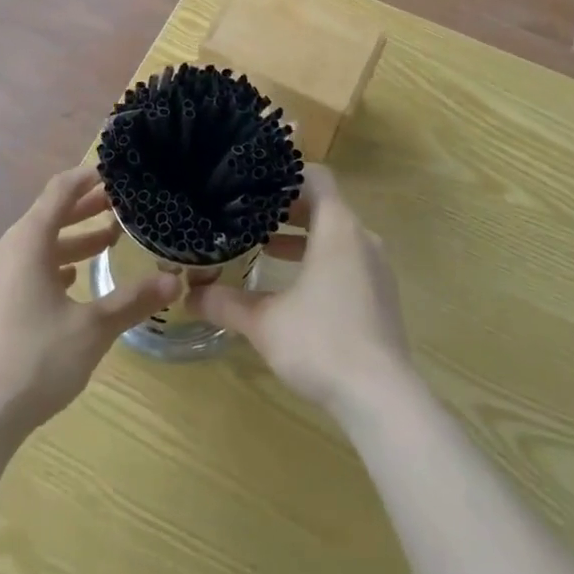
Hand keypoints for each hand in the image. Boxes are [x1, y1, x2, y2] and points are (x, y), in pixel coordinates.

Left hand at [0, 165, 180, 446]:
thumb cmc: (34, 361)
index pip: (60, 191)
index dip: (88, 177)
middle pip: (47, 216)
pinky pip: (21, 269)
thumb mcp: (93, 329)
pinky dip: (49, 265)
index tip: (115, 171)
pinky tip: (69, 283)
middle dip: (85, 209)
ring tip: (106, 243)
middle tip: (121, 206)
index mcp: (26, 242)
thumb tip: (175, 280)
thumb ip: (133, 301)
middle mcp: (3, 251)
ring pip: (34, 245)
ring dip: (70, 240)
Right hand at [196, 164, 411, 418]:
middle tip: (252, 213)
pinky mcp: (381, 296)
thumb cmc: (322, 343)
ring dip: (304, 237)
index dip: (287, 175)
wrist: (382, 399)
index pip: (317, 177)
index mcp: (338, 228)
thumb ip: (226, 304)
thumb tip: (190, 295)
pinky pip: (348, 260)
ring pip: (337, 235)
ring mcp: (376, 269)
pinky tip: (294, 287)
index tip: (258, 183)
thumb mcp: (264, 322)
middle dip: (288, 208)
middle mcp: (362, 239)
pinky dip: (321, 259)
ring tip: (266, 246)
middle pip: (325, 206)